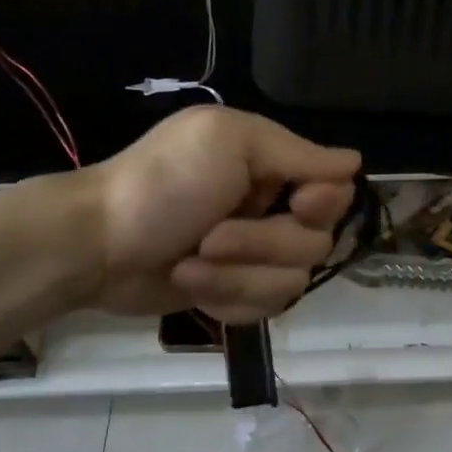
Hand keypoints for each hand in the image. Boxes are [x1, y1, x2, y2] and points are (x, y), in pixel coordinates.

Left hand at [86, 106, 359, 321]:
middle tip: (211, 236)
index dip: (323, 203)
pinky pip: (264, 308)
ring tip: (190, 264)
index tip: (297, 205)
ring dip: (237, 276)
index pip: (335, 189)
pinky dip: (227, 299)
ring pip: (292, 282)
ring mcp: (254, 255)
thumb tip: (356, 162)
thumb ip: (296, 153)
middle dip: (262, 244)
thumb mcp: (228, 143)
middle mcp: (272, 207)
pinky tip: (191, 286)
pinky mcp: (235, 293)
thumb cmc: (161, 183)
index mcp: (272, 164)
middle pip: (317, 242)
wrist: (96, 245)